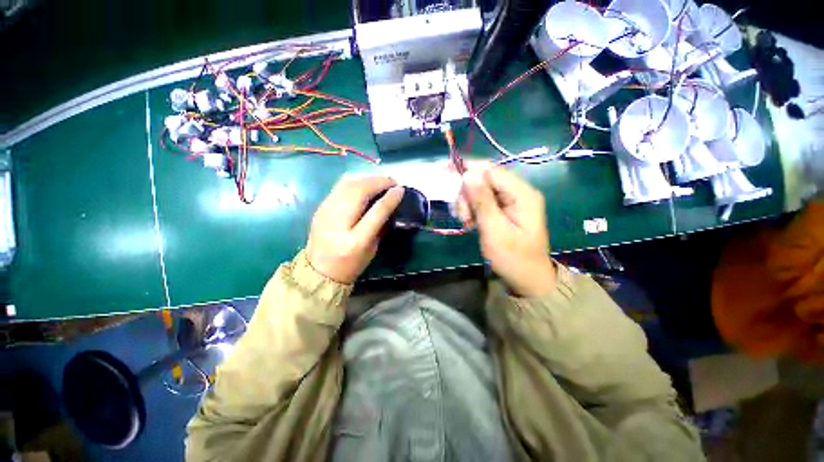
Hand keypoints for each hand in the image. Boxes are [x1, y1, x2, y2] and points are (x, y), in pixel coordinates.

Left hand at [307, 176, 403, 283]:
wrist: (318, 271)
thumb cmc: (351, 264)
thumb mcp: (372, 250)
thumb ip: (380, 226)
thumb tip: (389, 203)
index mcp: (355, 241)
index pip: (376, 213)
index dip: (390, 199)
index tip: (400, 189)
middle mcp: (338, 224)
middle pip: (359, 192)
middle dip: (378, 182)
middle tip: (391, 181)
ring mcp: (325, 213)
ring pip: (347, 184)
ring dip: (367, 178)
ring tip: (380, 181)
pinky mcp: (320, 208)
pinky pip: (339, 187)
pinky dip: (355, 181)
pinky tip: (365, 184)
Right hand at [458, 163, 556, 296]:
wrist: (527, 279)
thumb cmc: (512, 258)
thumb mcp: (494, 231)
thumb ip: (482, 202)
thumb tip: (468, 174)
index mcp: (522, 194)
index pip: (491, 170)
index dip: (468, 169)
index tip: (445, 174)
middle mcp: (519, 192)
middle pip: (485, 179)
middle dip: (467, 194)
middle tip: (462, 216)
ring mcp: (513, 200)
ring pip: (481, 190)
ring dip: (468, 203)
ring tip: (466, 223)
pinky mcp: (506, 209)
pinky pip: (484, 201)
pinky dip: (473, 209)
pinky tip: (470, 222)